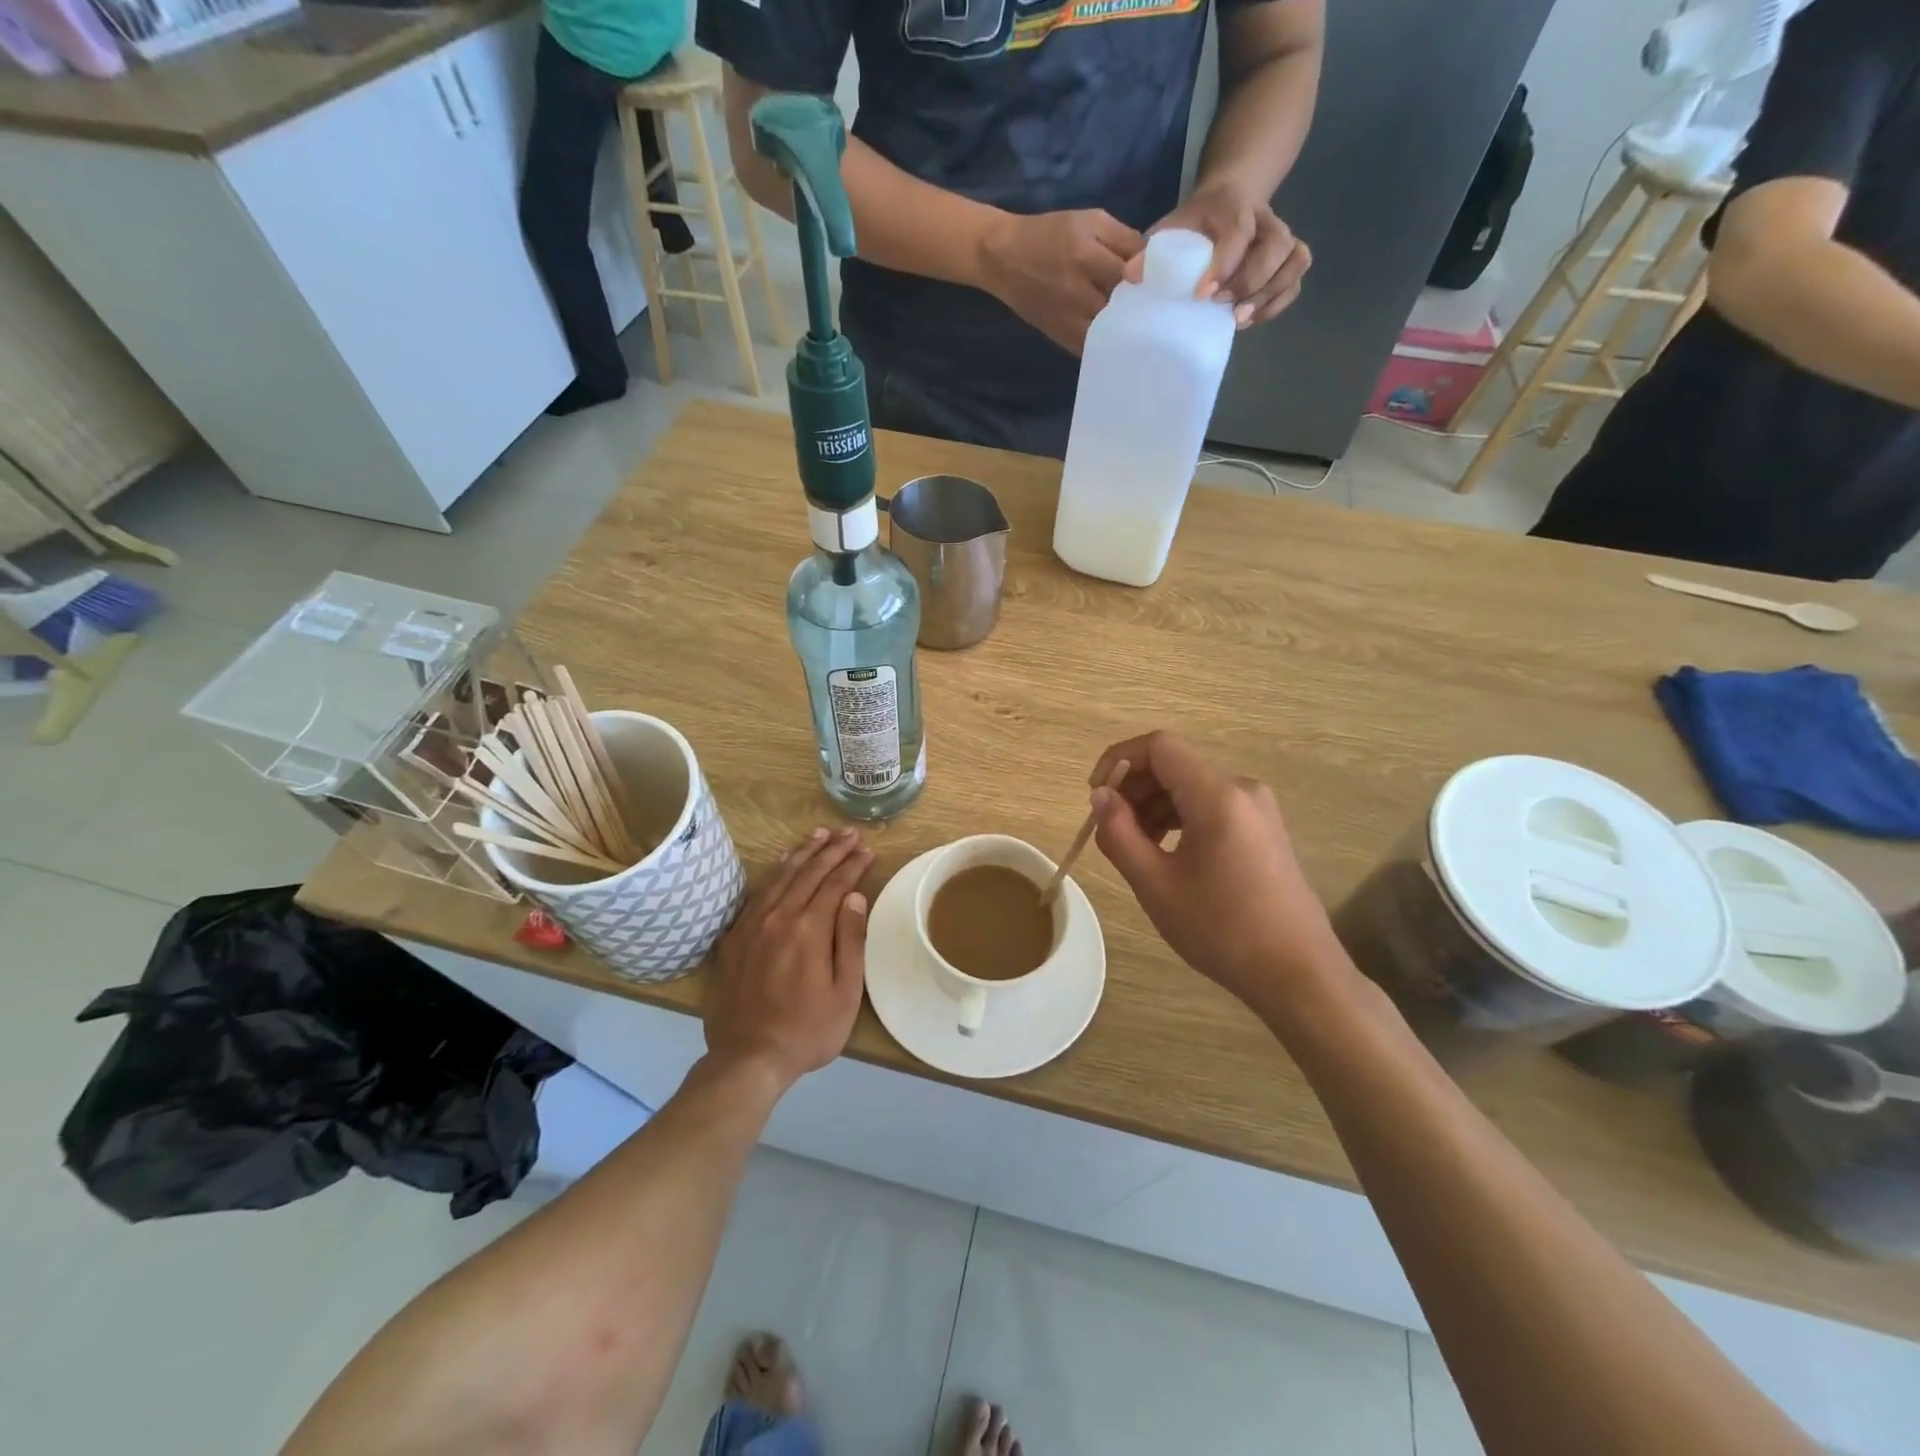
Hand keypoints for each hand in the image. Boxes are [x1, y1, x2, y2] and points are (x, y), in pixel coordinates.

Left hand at [704, 827, 873, 1089]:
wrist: (748, 1058)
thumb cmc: (807, 1030)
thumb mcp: (845, 992)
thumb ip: (850, 940)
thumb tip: (854, 896)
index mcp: (809, 928)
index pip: (836, 883)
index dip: (853, 864)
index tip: (867, 849)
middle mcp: (779, 916)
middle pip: (809, 872)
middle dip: (832, 849)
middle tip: (850, 833)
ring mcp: (752, 925)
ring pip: (781, 876)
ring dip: (803, 852)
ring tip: (819, 834)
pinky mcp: (734, 937)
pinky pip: (757, 894)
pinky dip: (774, 873)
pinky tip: (782, 865)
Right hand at [979, 209, 1145, 354]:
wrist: (1004, 259)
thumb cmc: (1049, 234)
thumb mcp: (1090, 221)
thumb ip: (1123, 238)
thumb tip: (1152, 262)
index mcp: (1088, 254)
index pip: (1134, 273)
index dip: (1153, 279)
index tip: (1166, 281)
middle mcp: (1078, 290)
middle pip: (1124, 306)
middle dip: (1144, 306)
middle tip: (1160, 306)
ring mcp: (1069, 319)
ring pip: (1110, 332)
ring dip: (1128, 330)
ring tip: (1144, 325)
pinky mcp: (1062, 337)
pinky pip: (1093, 347)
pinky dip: (1109, 344)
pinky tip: (1120, 339)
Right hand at [1089, 730, 1343, 1009]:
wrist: (1298, 974)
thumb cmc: (1222, 930)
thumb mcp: (1156, 885)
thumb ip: (1119, 833)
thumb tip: (1100, 796)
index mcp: (1217, 795)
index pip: (1159, 746)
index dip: (1119, 760)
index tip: (1096, 797)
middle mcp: (1242, 789)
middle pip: (1175, 764)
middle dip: (1134, 787)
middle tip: (1110, 829)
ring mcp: (1257, 808)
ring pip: (1191, 786)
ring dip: (1154, 805)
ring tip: (1135, 847)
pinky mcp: (1263, 829)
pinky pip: (1210, 805)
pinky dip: (1179, 818)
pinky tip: (1166, 853)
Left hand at [1136, 181, 1310, 327]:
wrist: (1226, 202)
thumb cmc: (1194, 222)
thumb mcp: (1171, 227)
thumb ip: (1152, 250)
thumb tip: (1130, 277)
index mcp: (1233, 207)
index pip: (1238, 233)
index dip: (1225, 264)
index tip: (1202, 294)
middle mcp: (1264, 219)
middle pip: (1276, 247)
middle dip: (1250, 282)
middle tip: (1222, 306)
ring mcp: (1280, 238)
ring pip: (1294, 261)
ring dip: (1268, 294)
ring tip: (1238, 318)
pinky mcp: (1287, 258)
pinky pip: (1295, 280)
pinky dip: (1278, 302)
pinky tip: (1251, 318)